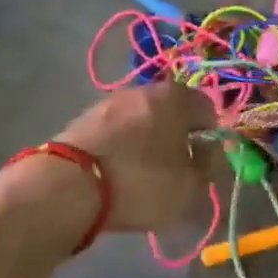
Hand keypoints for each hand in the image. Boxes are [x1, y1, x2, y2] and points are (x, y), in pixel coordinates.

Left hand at [55, 83, 216, 232]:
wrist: (67, 186)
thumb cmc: (141, 182)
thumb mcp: (189, 187)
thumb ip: (208, 168)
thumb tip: (208, 152)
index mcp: (176, 97)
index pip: (207, 107)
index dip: (210, 135)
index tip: (204, 162)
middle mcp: (143, 90)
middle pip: (171, 111)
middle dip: (177, 136)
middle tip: (175, 170)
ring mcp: (110, 102)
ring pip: (141, 120)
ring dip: (147, 141)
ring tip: (142, 175)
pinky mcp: (83, 119)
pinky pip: (115, 132)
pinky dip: (121, 147)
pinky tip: (116, 174)